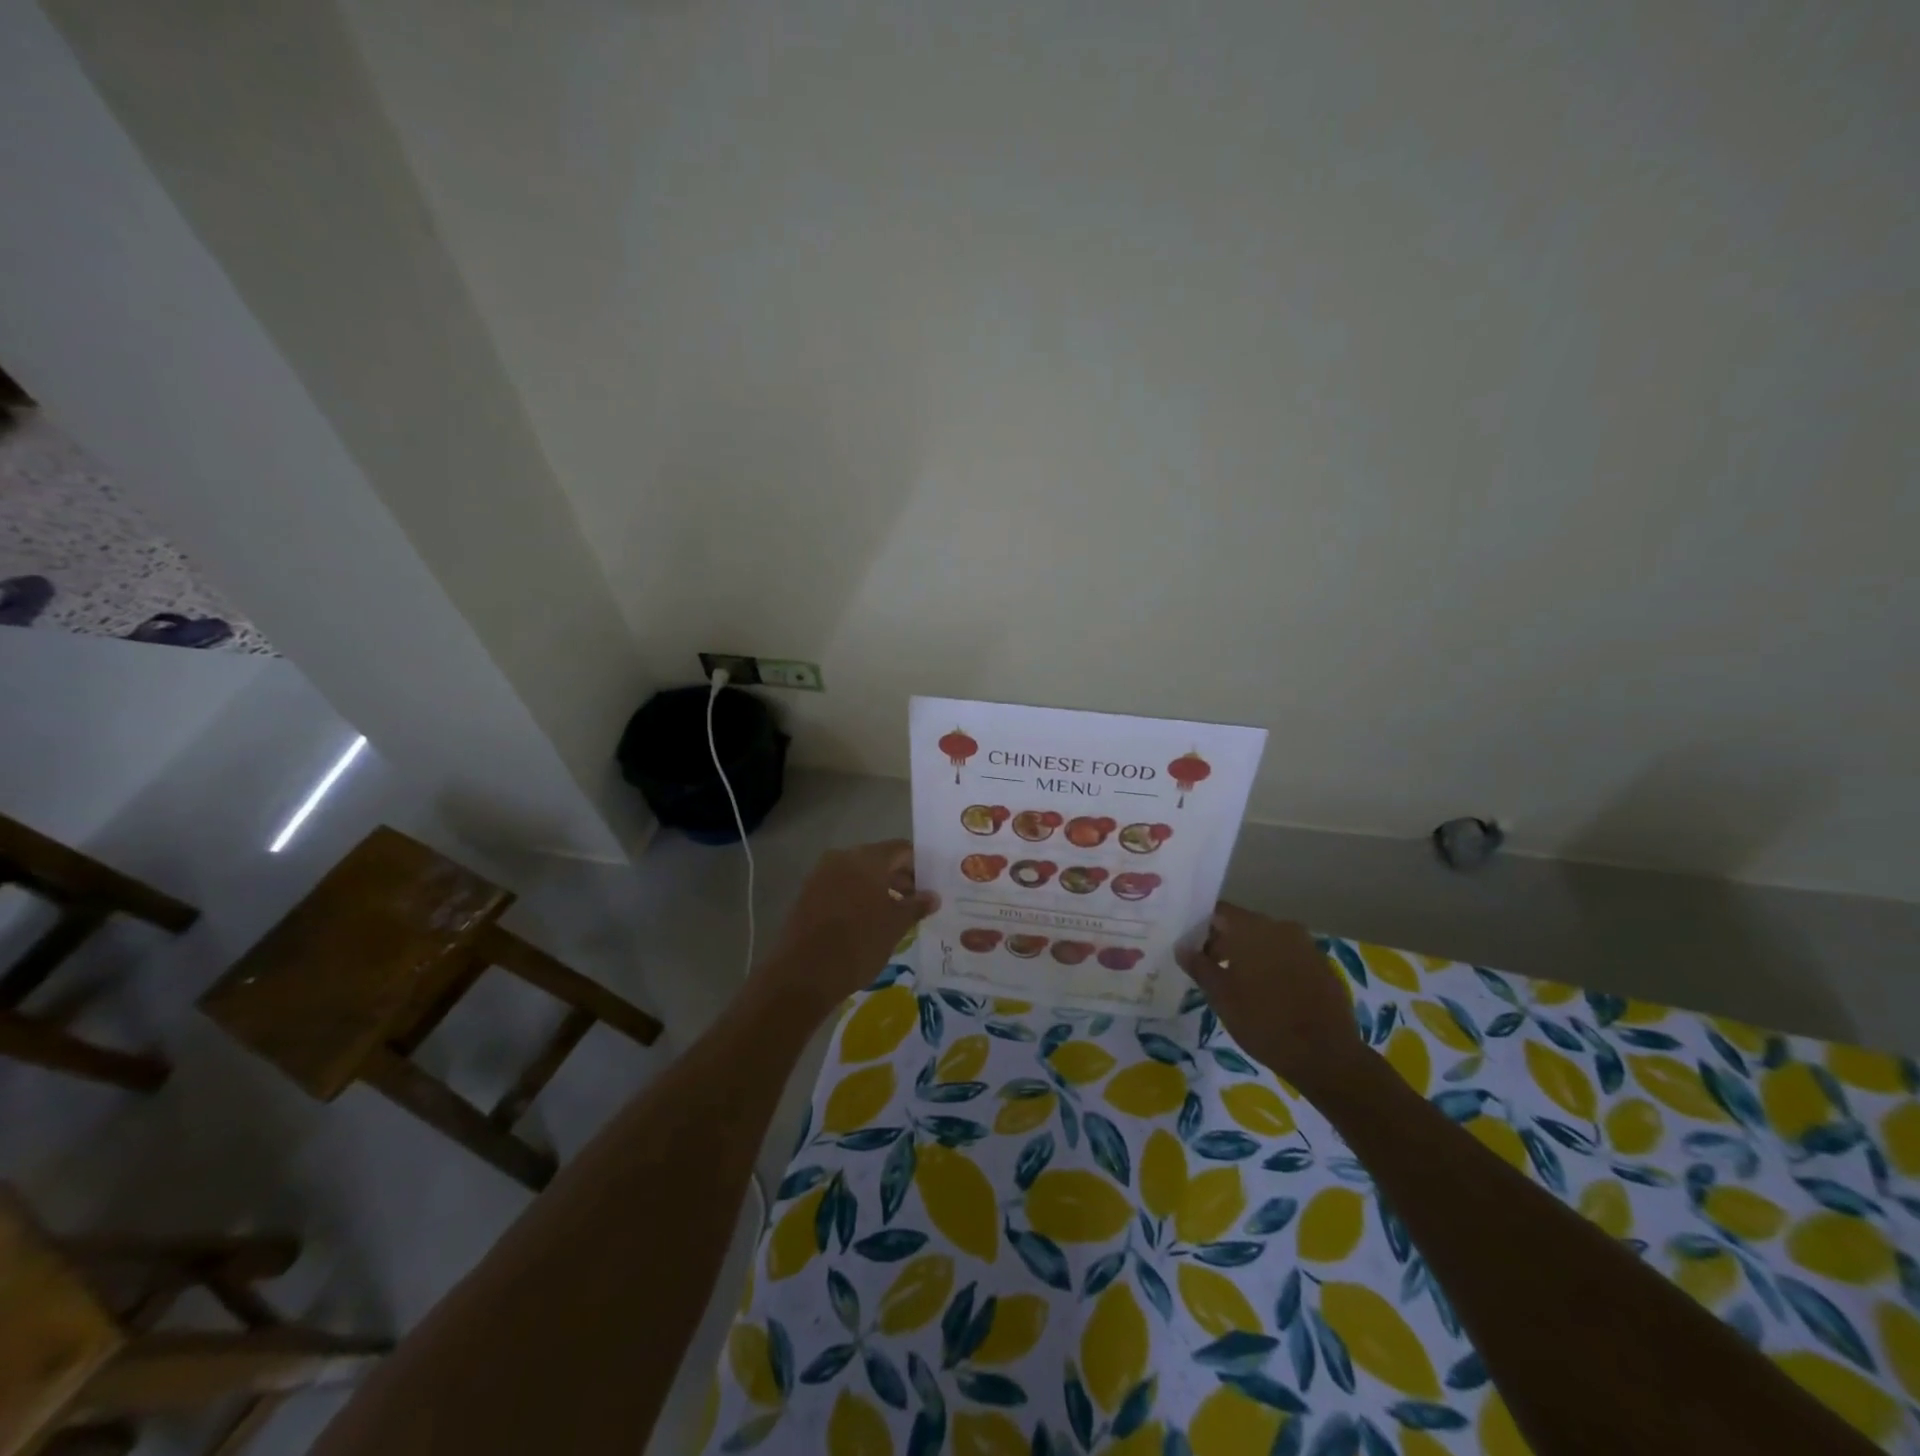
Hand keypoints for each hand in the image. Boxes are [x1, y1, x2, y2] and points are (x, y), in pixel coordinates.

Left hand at [763, 840, 937, 1018]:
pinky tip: (868, 920)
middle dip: (900, 878)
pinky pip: (841, 887)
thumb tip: (933, 896)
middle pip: (879, 860)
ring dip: (879, 889)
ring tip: (895, 914)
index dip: (919, 866)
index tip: (930, 887)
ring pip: (859, 874)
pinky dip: (858, 897)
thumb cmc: (858, 944)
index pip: (901, 850)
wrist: (804, 974)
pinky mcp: (808, 894)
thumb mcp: (895, 926)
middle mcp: (842, 858)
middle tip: (916, 903)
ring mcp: (821, 875)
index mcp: (866, 859)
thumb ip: (916, 905)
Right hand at [1177, 903, 1365, 1092]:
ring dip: (1249, 955)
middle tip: (1210, 970)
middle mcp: (1280, 927)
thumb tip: (1182, 946)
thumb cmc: (1264, 1022)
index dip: (1200, 927)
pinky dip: (1272, 966)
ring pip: (1266, 941)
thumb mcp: (1221, 997)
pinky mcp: (1322, 965)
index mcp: (1252, 928)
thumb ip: (1199, 966)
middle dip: (1224, 942)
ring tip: (1237, 984)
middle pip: (1243, 924)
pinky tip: (1267, 993)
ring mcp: (1305, 945)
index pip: (1218, 912)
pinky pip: (1287, 956)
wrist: (1327, 1056)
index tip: (1191, 949)